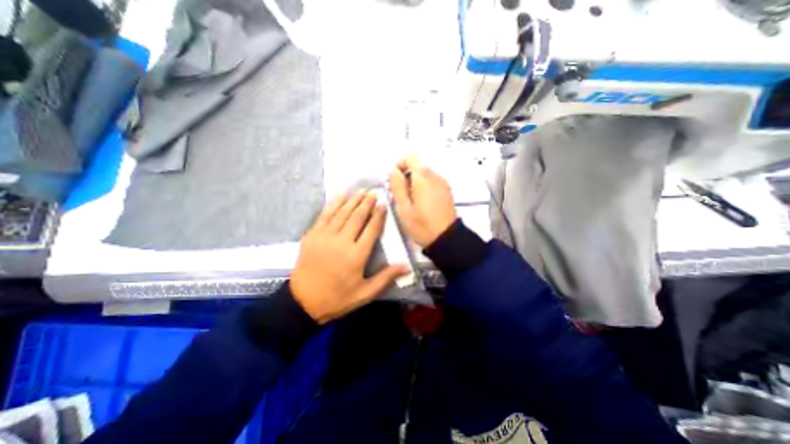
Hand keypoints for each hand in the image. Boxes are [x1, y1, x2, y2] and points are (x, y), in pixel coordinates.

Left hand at [293, 189, 410, 322]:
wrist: (302, 301)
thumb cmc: (337, 298)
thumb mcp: (364, 294)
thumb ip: (385, 278)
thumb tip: (406, 267)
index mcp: (356, 256)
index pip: (371, 229)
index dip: (378, 215)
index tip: (383, 204)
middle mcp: (342, 242)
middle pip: (357, 217)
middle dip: (367, 203)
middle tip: (374, 192)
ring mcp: (325, 237)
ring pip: (342, 213)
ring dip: (353, 200)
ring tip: (361, 191)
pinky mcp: (312, 235)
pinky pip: (325, 215)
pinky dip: (334, 204)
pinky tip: (341, 195)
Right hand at [388, 154, 456, 245]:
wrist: (447, 238)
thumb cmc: (422, 225)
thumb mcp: (404, 208)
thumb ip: (397, 186)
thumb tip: (393, 171)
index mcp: (423, 178)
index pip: (411, 157)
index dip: (400, 164)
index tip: (394, 180)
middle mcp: (435, 176)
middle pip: (417, 166)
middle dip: (405, 176)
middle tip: (398, 194)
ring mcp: (442, 183)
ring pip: (424, 174)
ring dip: (413, 182)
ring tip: (409, 201)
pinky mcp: (446, 190)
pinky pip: (431, 181)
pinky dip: (423, 187)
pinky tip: (420, 203)